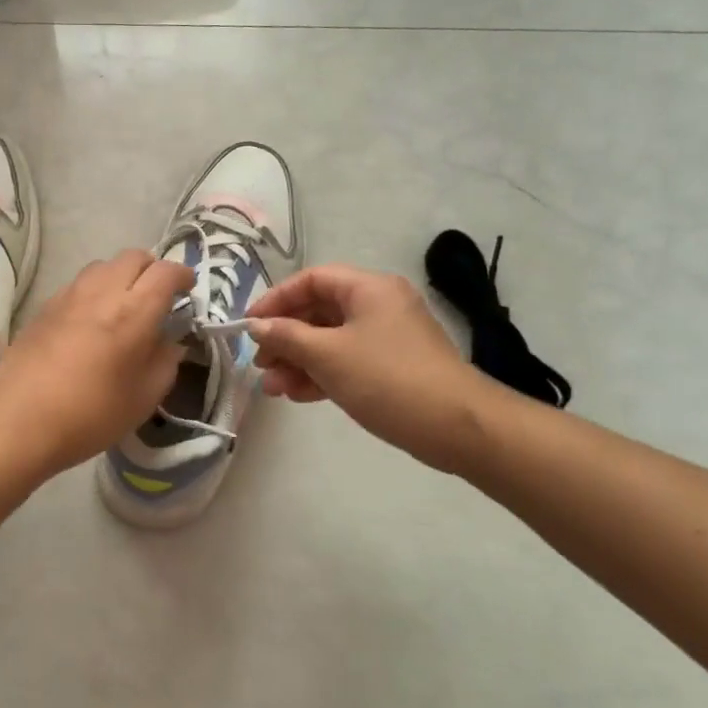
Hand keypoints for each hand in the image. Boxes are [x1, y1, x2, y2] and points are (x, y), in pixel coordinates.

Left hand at [0, 250, 193, 479]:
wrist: (18, 420)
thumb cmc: (91, 415)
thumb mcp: (144, 398)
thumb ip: (165, 363)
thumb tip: (170, 343)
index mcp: (134, 312)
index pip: (166, 272)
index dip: (183, 276)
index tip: (188, 290)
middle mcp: (102, 292)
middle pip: (133, 257)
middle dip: (152, 269)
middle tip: (157, 296)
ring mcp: (68, 295)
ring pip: (103, 265)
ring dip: (121, 276)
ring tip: (123, 305)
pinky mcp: (44, 306)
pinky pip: (78, 284)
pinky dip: (94, 290)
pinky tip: (91, 320)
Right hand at [247, 265, 492, 471]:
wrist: (457, 427)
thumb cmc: (387, 378)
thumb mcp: (328, 355)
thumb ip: (287, 336)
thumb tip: (256, 326)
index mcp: (368, 288)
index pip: (311, 280)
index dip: (276, 299)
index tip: (249, 325)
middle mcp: (378, 305)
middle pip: (319, 311)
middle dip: (285, 337)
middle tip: (260, 363)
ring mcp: (386, 337)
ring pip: (330, 340)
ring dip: (298, 361)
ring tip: (273, 388)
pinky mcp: (391, 367)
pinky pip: (346, 361)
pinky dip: (321, 374)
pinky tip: (297, 394)